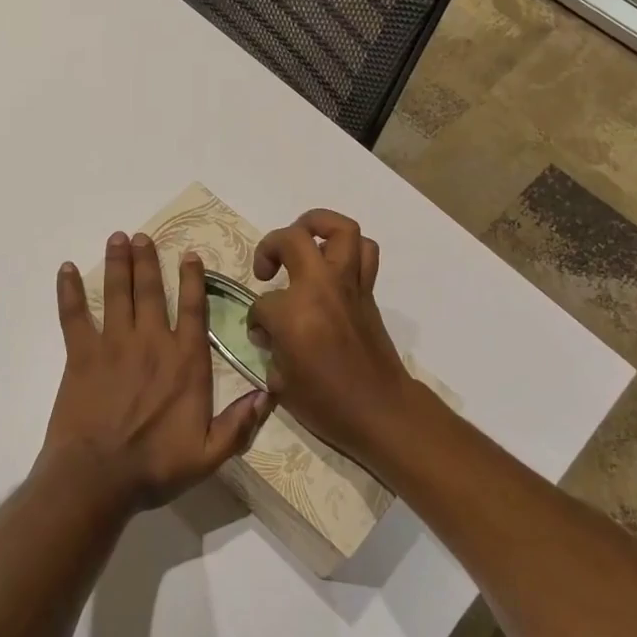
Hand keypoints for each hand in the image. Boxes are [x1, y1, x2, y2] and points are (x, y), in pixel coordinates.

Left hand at [41, 231, 269, 511]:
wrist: (98, 478)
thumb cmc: (156, 466)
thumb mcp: (210, 453)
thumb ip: (240, 423)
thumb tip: (270, 394)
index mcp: (185, 361)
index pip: (193, 310)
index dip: (192, 279)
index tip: (189, 254)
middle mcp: (152, 342)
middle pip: (151, 291)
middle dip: (148, 260)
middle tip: (142, 235)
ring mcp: (114, 344)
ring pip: (117, 294)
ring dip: (117, 264)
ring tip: (117, 238)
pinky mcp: (81, 355)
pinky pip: (74, 315)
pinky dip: (68, 291)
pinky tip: (65, 269)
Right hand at [246, 210, 427, 467]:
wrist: (380, 410)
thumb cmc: (326, 404)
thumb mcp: (280, 382)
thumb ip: (271, 348)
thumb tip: (271, 333)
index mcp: (293, 313)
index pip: (262, 303)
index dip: (257, 321)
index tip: (263, 337)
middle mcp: (321, 288)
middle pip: (293, 239)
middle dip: (271, 246)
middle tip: (267, 269)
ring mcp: (349, 285)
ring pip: (340, 229)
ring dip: (317, 226)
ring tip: (303, 241)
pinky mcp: (368, 291)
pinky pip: (364, 253)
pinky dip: (348, 249)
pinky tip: (331, 266)